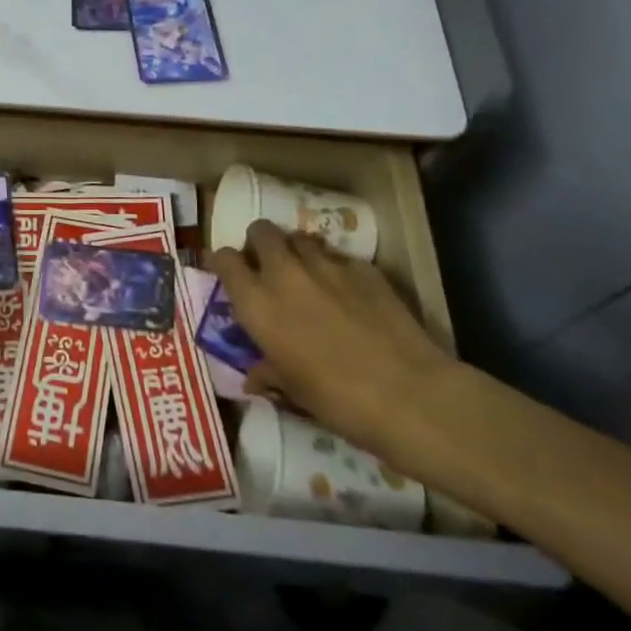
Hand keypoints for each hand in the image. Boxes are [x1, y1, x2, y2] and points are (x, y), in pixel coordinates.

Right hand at [207, 219, 456, 451]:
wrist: (408, 394)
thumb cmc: (336, 399)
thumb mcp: (291, 390)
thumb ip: (267, 372)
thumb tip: (254, 376)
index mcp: (257, 303)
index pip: (224, 259)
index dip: (223, 262)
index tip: (227, 273)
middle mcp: (285, 274)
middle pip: (261, 231)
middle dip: (259, 243)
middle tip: (267, 267)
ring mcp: (327, 266)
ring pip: (300, 238)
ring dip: (296, 251)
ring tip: (306, 274)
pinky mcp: (364, 268)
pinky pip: (339, 258)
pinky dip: (336, 269)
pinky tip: (348, 294)